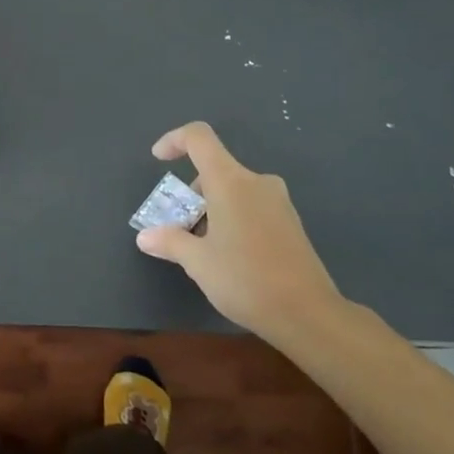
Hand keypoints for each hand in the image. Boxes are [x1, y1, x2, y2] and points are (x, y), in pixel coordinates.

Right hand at [135, 122, 342, 343]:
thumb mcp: (198, 262)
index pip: (199, 138)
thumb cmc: (246, 279)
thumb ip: (169, 241)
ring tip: (202, 248)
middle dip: (191, 194)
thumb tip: (145, 237)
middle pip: (214, 169)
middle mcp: (256, 182)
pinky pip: (251, 205)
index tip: (158, 160)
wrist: (309, 315)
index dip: (174, 140)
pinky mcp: (290, 222)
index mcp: (230, 181)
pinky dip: (232, 218)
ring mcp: (278, 202)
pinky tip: (229, 255)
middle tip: (179, 228)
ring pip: (233, 190)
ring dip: (211, 209)